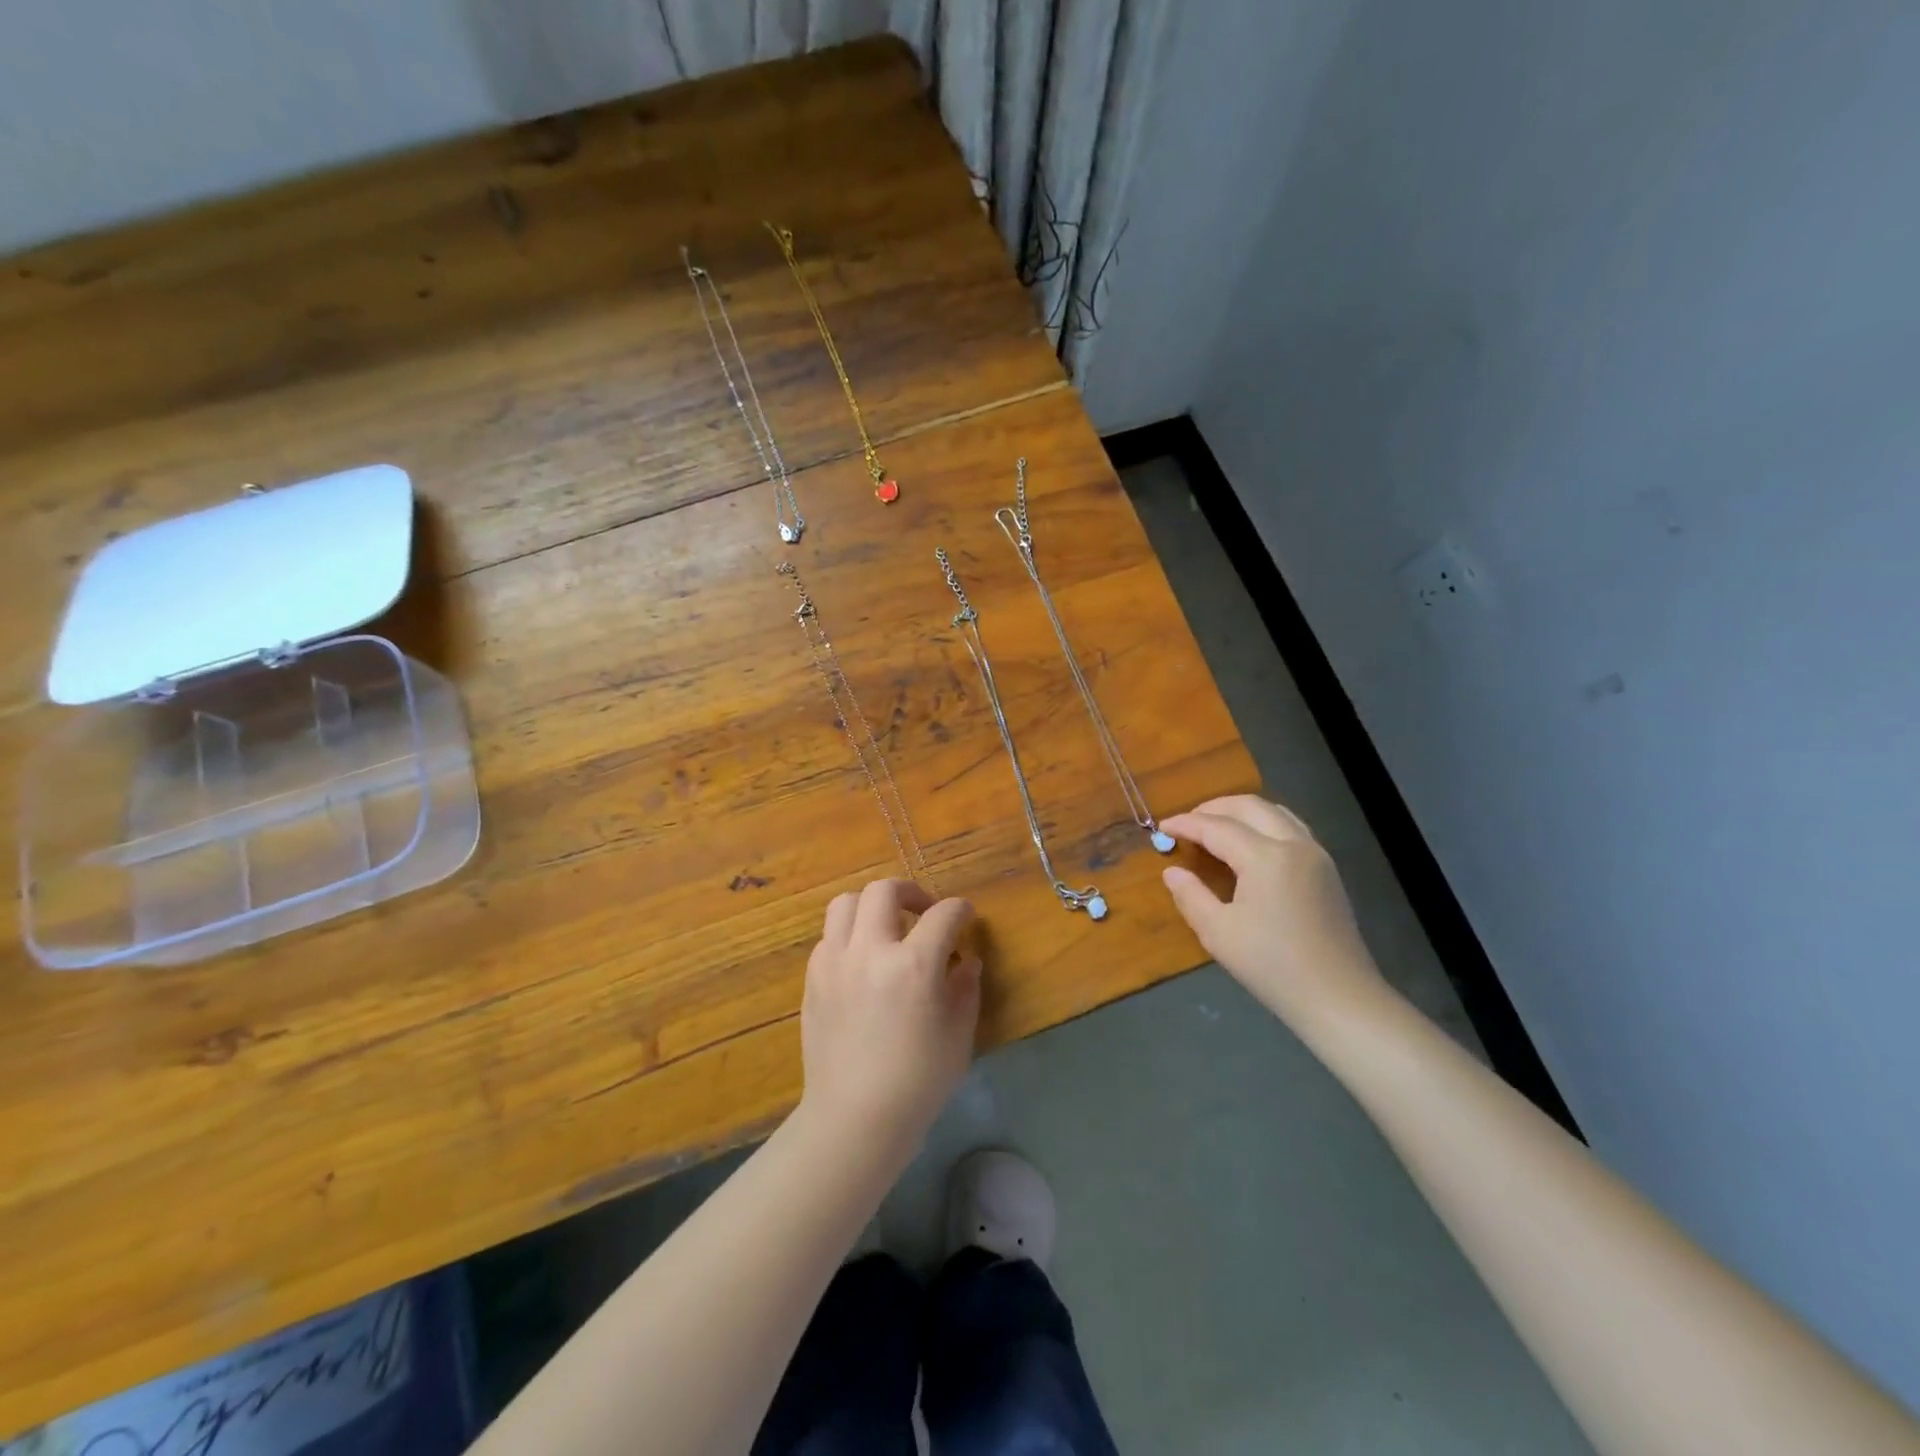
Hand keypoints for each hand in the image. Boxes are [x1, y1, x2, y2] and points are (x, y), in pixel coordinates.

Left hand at [798, 879, 980, 1159]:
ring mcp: (835, 962)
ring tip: (886, 927)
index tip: (965, 917)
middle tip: (924, 912)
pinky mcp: (813, 979)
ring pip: (846, 903)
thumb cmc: (918, 1082)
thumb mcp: (959, 1035)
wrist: (855, 1118)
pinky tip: (862, 961)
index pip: (943, 915)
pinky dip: (849, 936)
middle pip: (884, 891)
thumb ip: (965, 987)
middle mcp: (871, 951)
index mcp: (914, 965)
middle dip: (911, 891)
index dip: (960, 910)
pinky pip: (829, 937)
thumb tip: (966, 960)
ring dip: (871, 906)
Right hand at [1161, 795, 1389, 1032]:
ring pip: (1274, 812)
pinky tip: (1251, 843)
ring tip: (1216, 826)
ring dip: (1241, 811)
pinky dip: (1264, 823)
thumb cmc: (1272, 966)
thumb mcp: (1218, 933)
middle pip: (1249, 806)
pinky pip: (1292, 827)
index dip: (1186, 824)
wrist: (1338, 997)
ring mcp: (1316, 855)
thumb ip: (1191, 896)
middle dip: (1214, 807)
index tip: (1162, 826)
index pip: (1217, 827)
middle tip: (1187, 821)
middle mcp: (1294, 844)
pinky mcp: (1327, 870)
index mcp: (1265, 857)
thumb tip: (1172, 872)